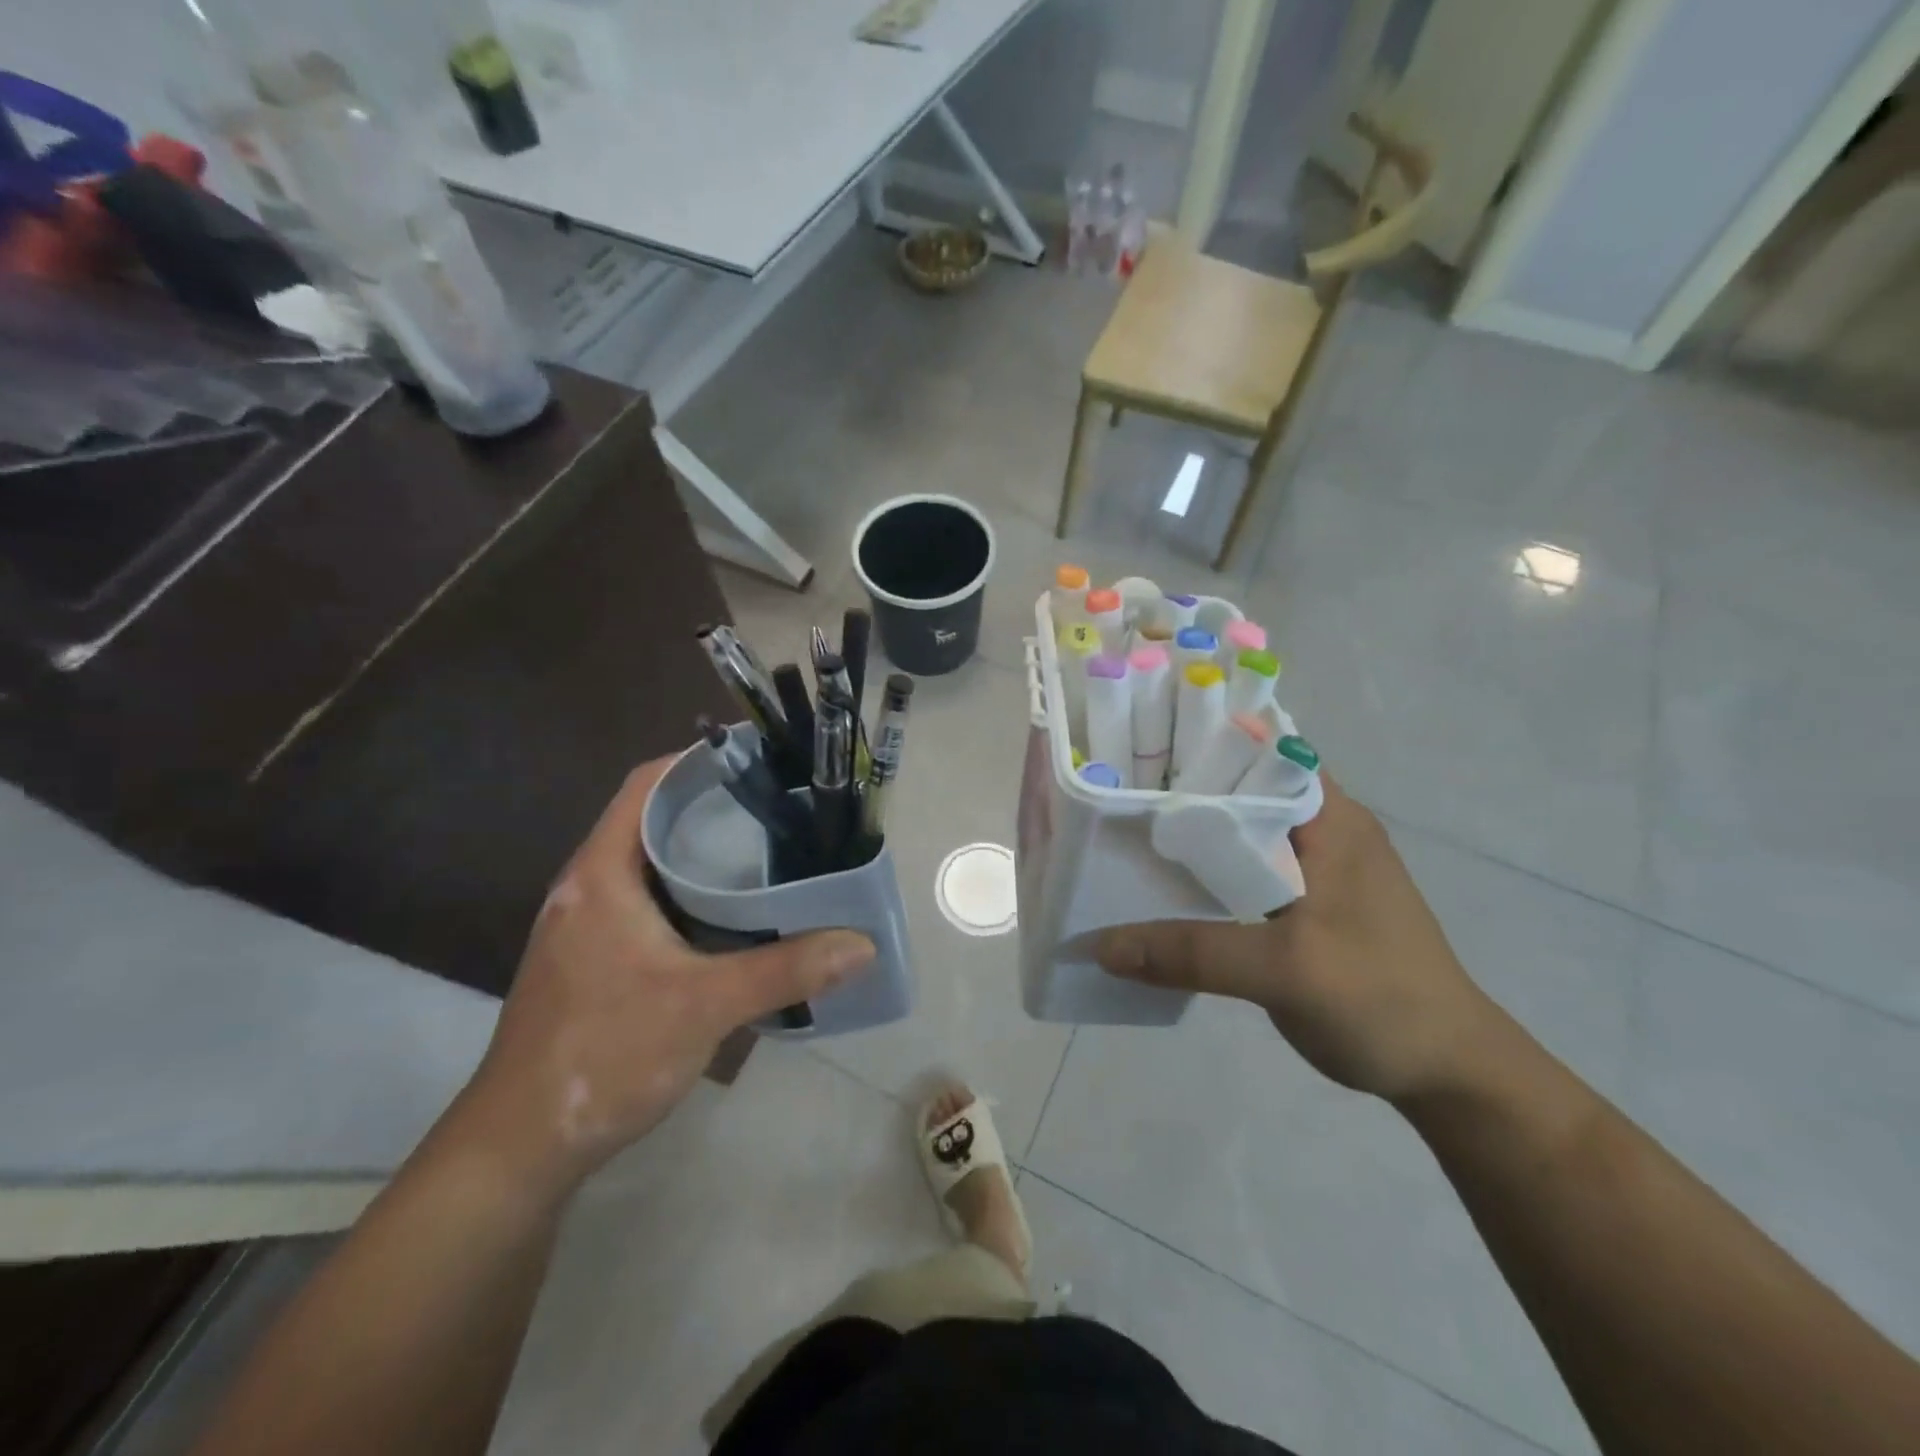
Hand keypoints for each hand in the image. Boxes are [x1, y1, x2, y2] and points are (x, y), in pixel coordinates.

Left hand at [459, 756, 875, 1195]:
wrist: (519, 1148)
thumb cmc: (603, 1055)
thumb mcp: (704, 1007)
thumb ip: (786, 970)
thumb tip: (862, 944)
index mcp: (601, 874)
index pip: (646, 786)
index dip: (697, 762)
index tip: (758, 760)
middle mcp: (588, 887)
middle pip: (653, 821)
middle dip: (714, 808)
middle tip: (780, 808)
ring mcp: (587, 926)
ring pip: (652, 866)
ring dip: (703, 856)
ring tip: (769, 853)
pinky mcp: (594, 960)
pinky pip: (649, 903)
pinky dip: (691, 896)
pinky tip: (735, 918)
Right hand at [1096, 775, 1498, 1102]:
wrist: (1446, 1072)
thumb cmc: (1380, 1000)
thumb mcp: (1285, 971)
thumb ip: (1192, 951)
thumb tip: (1101, 945)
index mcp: (1328, 816)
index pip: (1253, 749)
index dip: (1192, 744)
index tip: (1129, 751)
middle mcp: (1318, 827)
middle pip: (1234, 790)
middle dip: (1174, 793)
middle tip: (1107, 797)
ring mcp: (1309, 867)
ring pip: (1232, 834)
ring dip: (1184, 838)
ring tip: (1117, 837)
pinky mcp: (1299, 903)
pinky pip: (1236, 871)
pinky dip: (1198, 875)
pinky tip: (1156, 888)